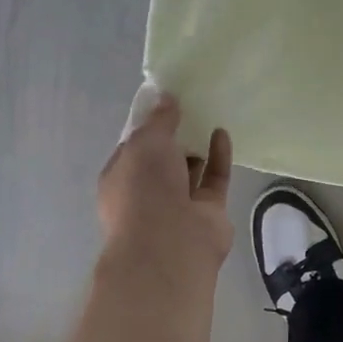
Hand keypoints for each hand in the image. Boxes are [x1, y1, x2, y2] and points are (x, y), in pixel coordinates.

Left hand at [96, 94, 232, 293]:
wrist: (170, 244)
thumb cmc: (145, 189)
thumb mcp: (146, 142)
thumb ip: (159, 119)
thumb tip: (166, 97)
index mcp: (121, 178)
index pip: (134, 147)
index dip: (149, 124)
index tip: (166, 101)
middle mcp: (147, 193)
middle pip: (163, 159)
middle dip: (175, 137)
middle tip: (192, 104)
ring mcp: (178, 205)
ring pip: (189, 170)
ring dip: (198, 146)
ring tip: (210, 114)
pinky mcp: (208, 212)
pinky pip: (214, 179)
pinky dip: (218, 156)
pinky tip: (222, 132)